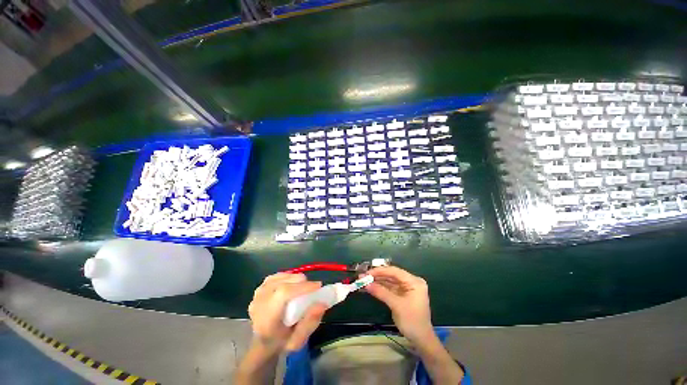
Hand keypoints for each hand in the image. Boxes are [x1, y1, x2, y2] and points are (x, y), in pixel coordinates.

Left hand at [248, 273, 327, 351]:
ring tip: (303, 289)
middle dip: (302, 283)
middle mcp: (259, 303)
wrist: (263, 342)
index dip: (302, 287)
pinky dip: (289, 277)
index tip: (318, 286)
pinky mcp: (260, 287)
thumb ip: (310, 323)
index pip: (283, 294)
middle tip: (313, 290)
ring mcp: (258, 293)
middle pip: (284, 283)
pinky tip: (293, 284)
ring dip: (296, 280)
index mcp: (266, 319)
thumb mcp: (298, 341)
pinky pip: (278, 276)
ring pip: (282, 277)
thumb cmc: (282, 342)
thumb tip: (322, 303)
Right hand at [366, 266, 433, 342]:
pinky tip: (370, 287)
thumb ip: (381, 292)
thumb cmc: (412, 321)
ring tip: (364, 281)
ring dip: (377, 282)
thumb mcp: (396, 306)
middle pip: (391, 275)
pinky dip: (380, 288)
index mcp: (414, 281)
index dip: (380, 271)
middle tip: (363, 276)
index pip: (394, 271)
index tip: (367, 273)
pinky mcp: (402, 295)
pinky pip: (389, 288)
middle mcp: (410, 282)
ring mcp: (406, 288)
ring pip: (389, 281)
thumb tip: (366, 284)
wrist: (421, 341)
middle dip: (377, 276)